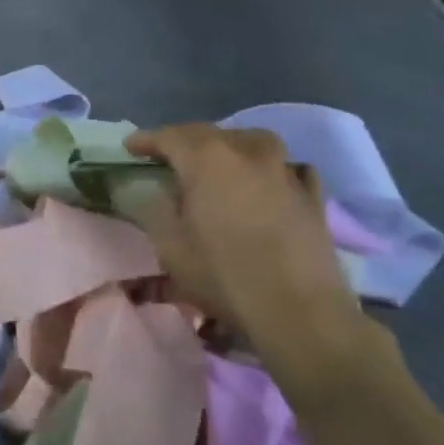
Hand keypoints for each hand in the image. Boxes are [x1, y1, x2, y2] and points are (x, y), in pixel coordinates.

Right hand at [126, 124, 367, 398]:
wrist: (299, 311)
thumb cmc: (223, 275)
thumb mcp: (169, 245)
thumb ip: (156, 208)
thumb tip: (157, 190)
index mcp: (207, 160)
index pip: (170, 137)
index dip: (147, 140)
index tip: (130, 148)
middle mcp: (247, 154)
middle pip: (210, 133)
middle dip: (184, 140)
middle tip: (167, 155)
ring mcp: (285, 172)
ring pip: (253, 141)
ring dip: (230, 145)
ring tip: (219, 162)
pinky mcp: (313, 197)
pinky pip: (289, 168)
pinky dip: (272, 168)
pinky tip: (268, 182)